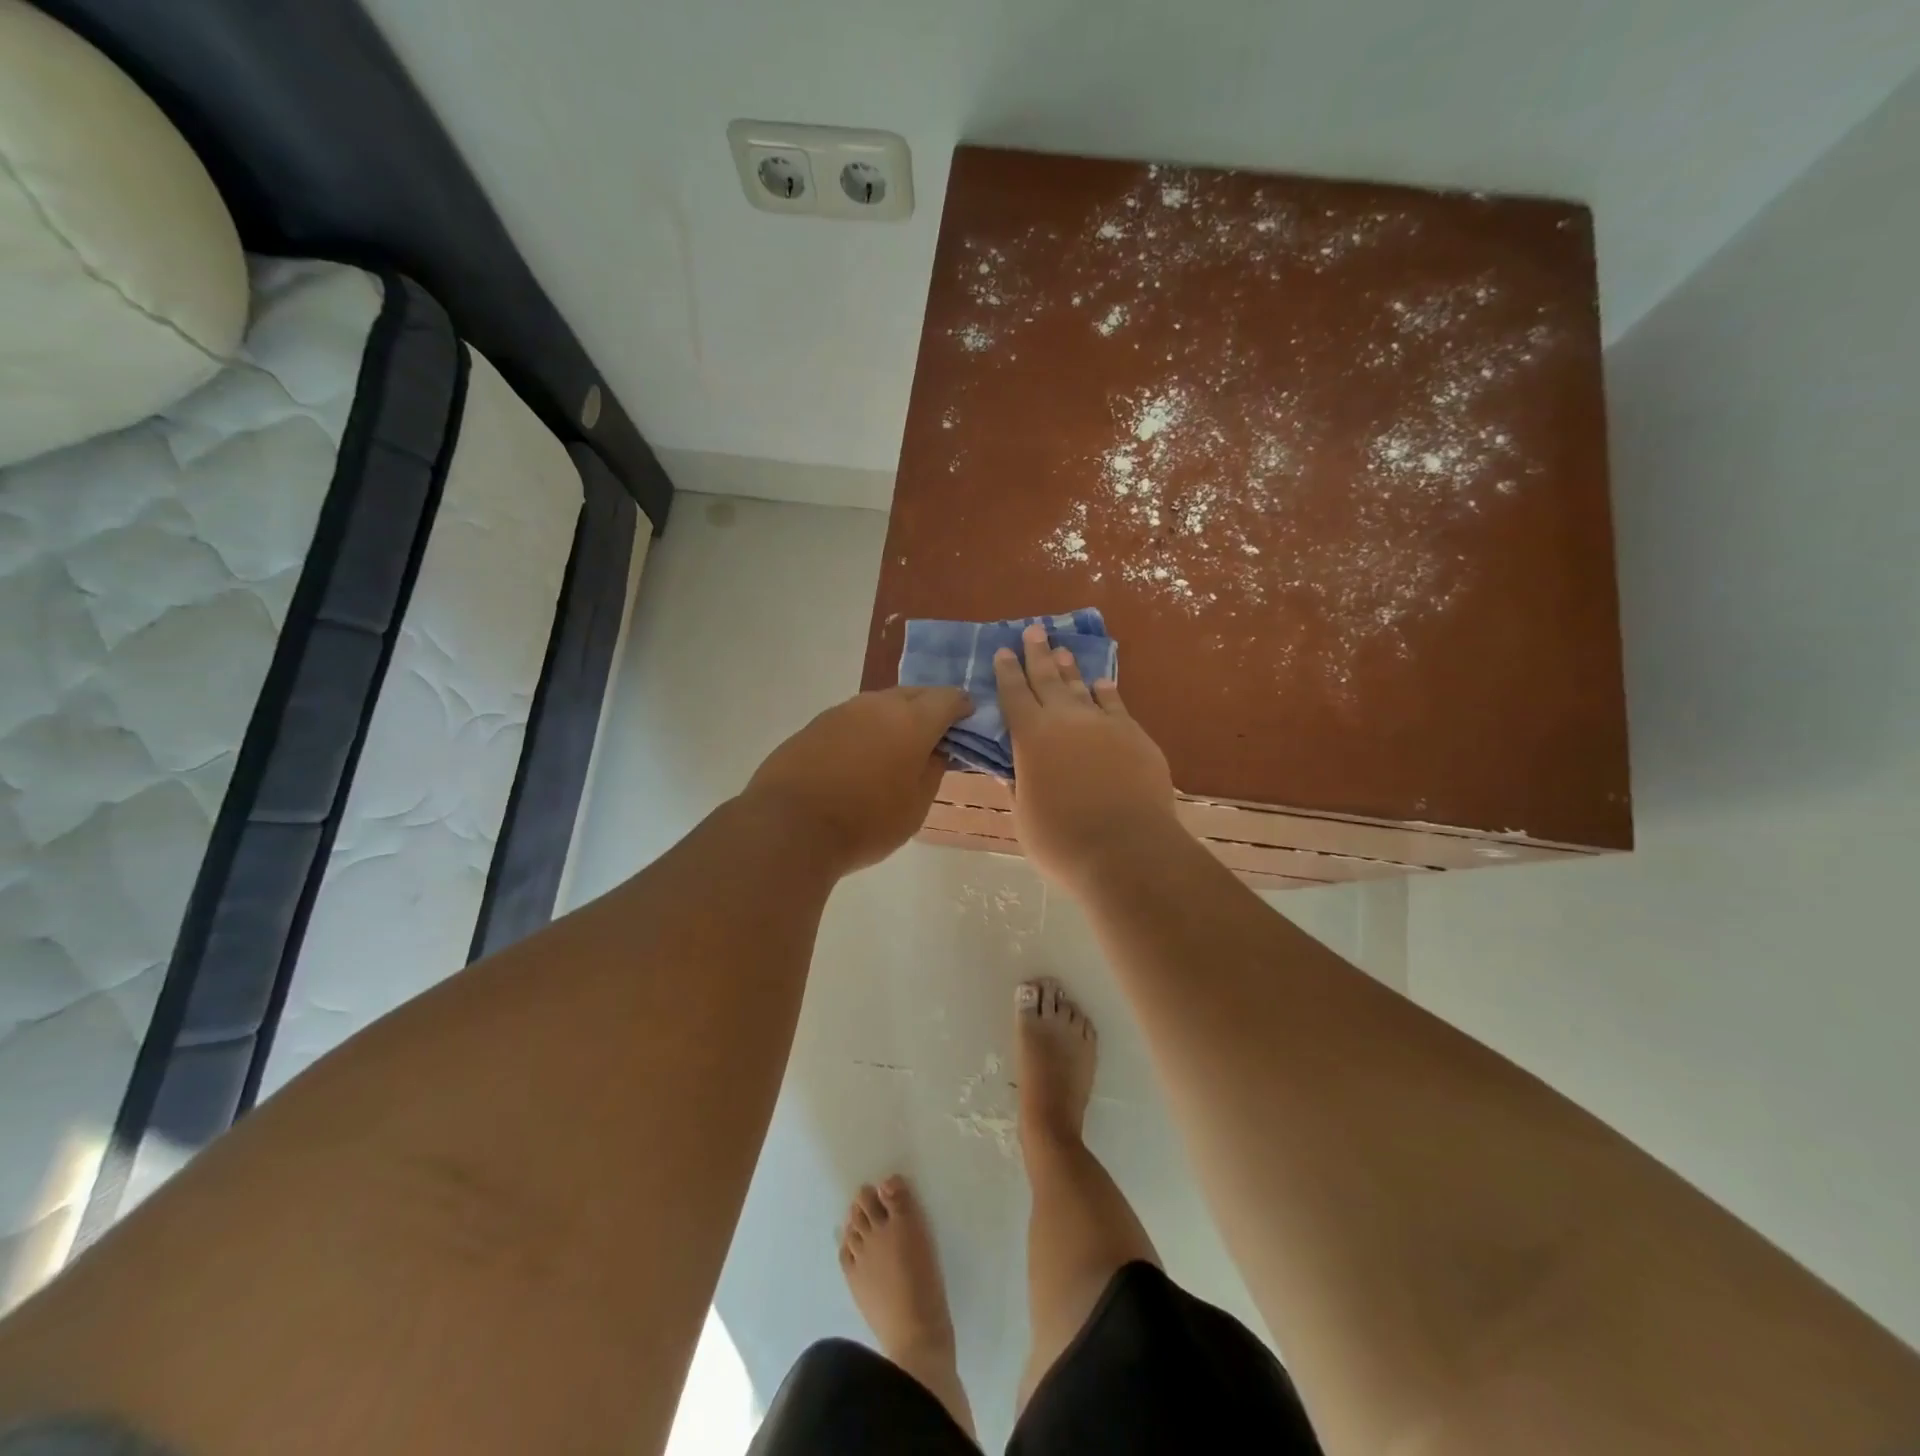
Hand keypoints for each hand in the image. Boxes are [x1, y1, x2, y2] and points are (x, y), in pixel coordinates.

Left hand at [745, 685, 970, 874]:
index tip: (968, 721)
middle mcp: (878, 705)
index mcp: (912, 721)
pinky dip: (866, 730)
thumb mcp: (915, 807)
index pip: (948, 698)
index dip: (963, 707)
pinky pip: (853, 719)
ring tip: (898, 745)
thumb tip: (936, 750)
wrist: (789, 827)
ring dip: (895, 717)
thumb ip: (932, 771)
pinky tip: (861, 756)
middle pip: (914, 694)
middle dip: (930, 708)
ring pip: (880, 704)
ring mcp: (842, 711)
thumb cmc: (865, 822)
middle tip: (936, 733)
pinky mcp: (815, 725)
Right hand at [994, 624, 1178, 891]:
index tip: (1002, 651)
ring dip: (1070, 668)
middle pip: (1048, 678)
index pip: (1014, 695)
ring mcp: (1104, 724)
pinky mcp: (1135, 735)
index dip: (1006, 672)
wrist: (1127, 850)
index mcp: (1031, 738)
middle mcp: (1066, 720)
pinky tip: (1102, 683)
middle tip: (1033, 630)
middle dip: (1037, 654)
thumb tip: (1013, 769)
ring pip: (1082, 686)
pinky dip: (1106, 691)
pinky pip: (1116, 704)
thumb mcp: (1025, 816)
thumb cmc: (1063, 842)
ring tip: (1062, 650)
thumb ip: (1019, 786)